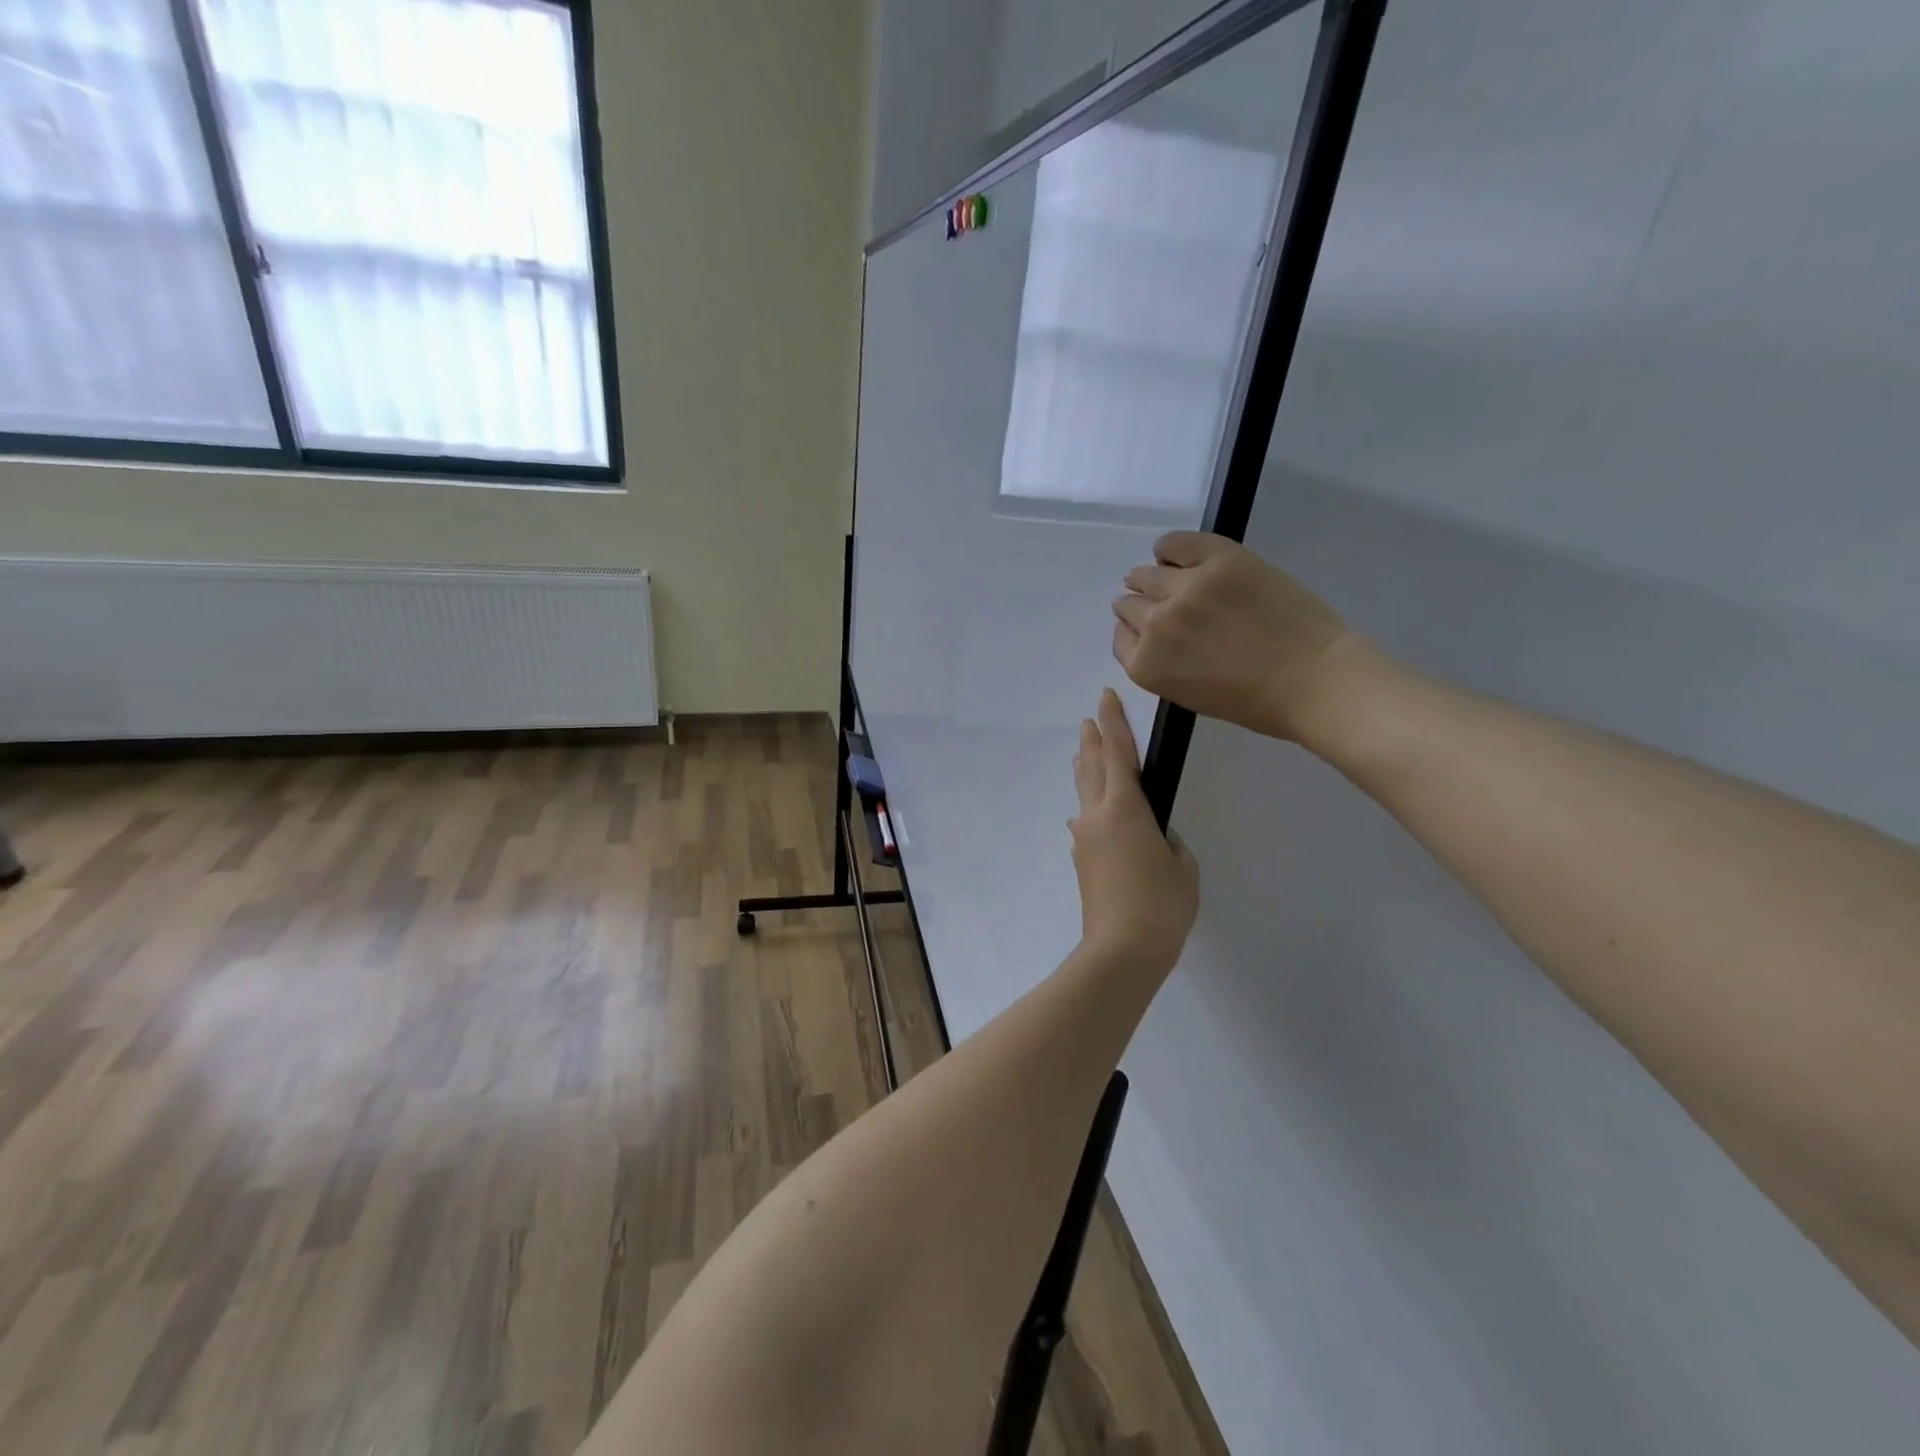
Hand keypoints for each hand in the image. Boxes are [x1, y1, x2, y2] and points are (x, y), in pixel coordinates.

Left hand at [1070, 689, 1198, 970]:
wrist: (1121, 951)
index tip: (1106, 697)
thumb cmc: (1160, 905)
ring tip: (1083, 753)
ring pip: (1083, 793)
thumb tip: (1149, 838)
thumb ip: (1168, 842)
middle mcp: (1096, 816)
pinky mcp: (1082, 862)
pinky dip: (1089, 805)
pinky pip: (1085, 822)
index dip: (1114, 722)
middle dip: (1092, 741)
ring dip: (1085, 770)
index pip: (1118, 752)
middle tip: (1090, 720)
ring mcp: (1084, 840)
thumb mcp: (1182, 867)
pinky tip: (1089, 812)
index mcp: (1124, 808)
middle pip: (1092, 767)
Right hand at [1112, 532, 1358, 743]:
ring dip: (1149, 578)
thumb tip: (1156, 632)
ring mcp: (1186, 587)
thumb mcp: (1189, 694)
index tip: (1146, 629)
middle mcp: (1156, 624)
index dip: (1134, 632)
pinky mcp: (1219, 559)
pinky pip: (1177, 543)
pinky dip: (1169, 547)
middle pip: (1130, 605)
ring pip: (1147, 574)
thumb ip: (1163, 663)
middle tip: (1157, 604)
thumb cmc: (1255, 702)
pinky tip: (1172, 552)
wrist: (1313, 680)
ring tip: (1163, 576)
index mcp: (1147, 665)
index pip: (1122, 638)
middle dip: (1139, 605)